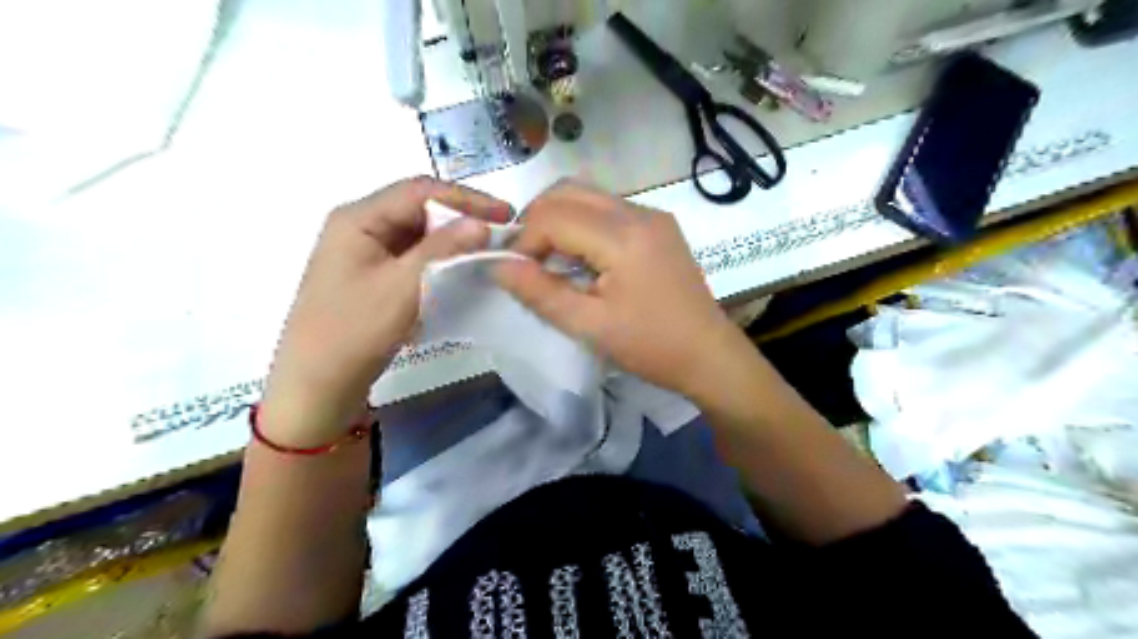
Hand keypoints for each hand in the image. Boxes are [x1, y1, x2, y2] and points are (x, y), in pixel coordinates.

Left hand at [260, 174, 509, 444]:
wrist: (317, 386)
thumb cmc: (353, 331)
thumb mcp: (401, 287)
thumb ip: (442, 250)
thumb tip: (482, 223)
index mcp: (357, 218)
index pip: (419, 191)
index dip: (466, 199)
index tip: (505, 216)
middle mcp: (360, 226)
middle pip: (418, 209)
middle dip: (461, 218)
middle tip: (501, 234)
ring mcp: (365, 253)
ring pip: (418, 234)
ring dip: (452, 239)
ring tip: (487, 250)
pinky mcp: (373, 276)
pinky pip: (412, 256)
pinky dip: (439, 259)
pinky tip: (460, 269)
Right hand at [494, 180, 742, 398]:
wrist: (708, 354)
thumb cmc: (649, 346)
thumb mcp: (588, 326)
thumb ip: (539, 292)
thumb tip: (496, 265)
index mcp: (623, 236)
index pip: (553, 216)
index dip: (524, 240)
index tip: (516, 272)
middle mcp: (639, 211)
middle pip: (569, 191)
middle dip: (537, 220)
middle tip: (527, 260)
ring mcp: (653, 215)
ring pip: (588, 195)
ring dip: (559, 219)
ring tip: (550, 259)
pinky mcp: (659, 225)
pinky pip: (609, 209)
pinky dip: (583, 223)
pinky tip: (582, 258)